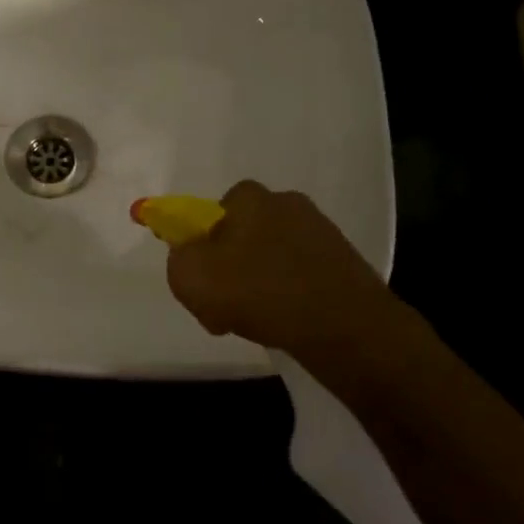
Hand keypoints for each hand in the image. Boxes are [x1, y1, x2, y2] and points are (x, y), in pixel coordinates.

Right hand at [166, 181, 430, 364]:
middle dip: (231, 267)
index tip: (202, 278)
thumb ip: (177, 259)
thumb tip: (188, 256)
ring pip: (272, 258)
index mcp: (250, 197)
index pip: (214, 211)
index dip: (201, 244)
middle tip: (224, 306)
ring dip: (259, 284)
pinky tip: (287, 323)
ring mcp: (321, 232)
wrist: (345, 327)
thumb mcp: (190, 277)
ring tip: (257, 321)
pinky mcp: (344, 262)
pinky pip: (301, 277)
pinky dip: (290, 297)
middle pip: (243, 235)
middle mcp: (286, 203)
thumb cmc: (259, 291)